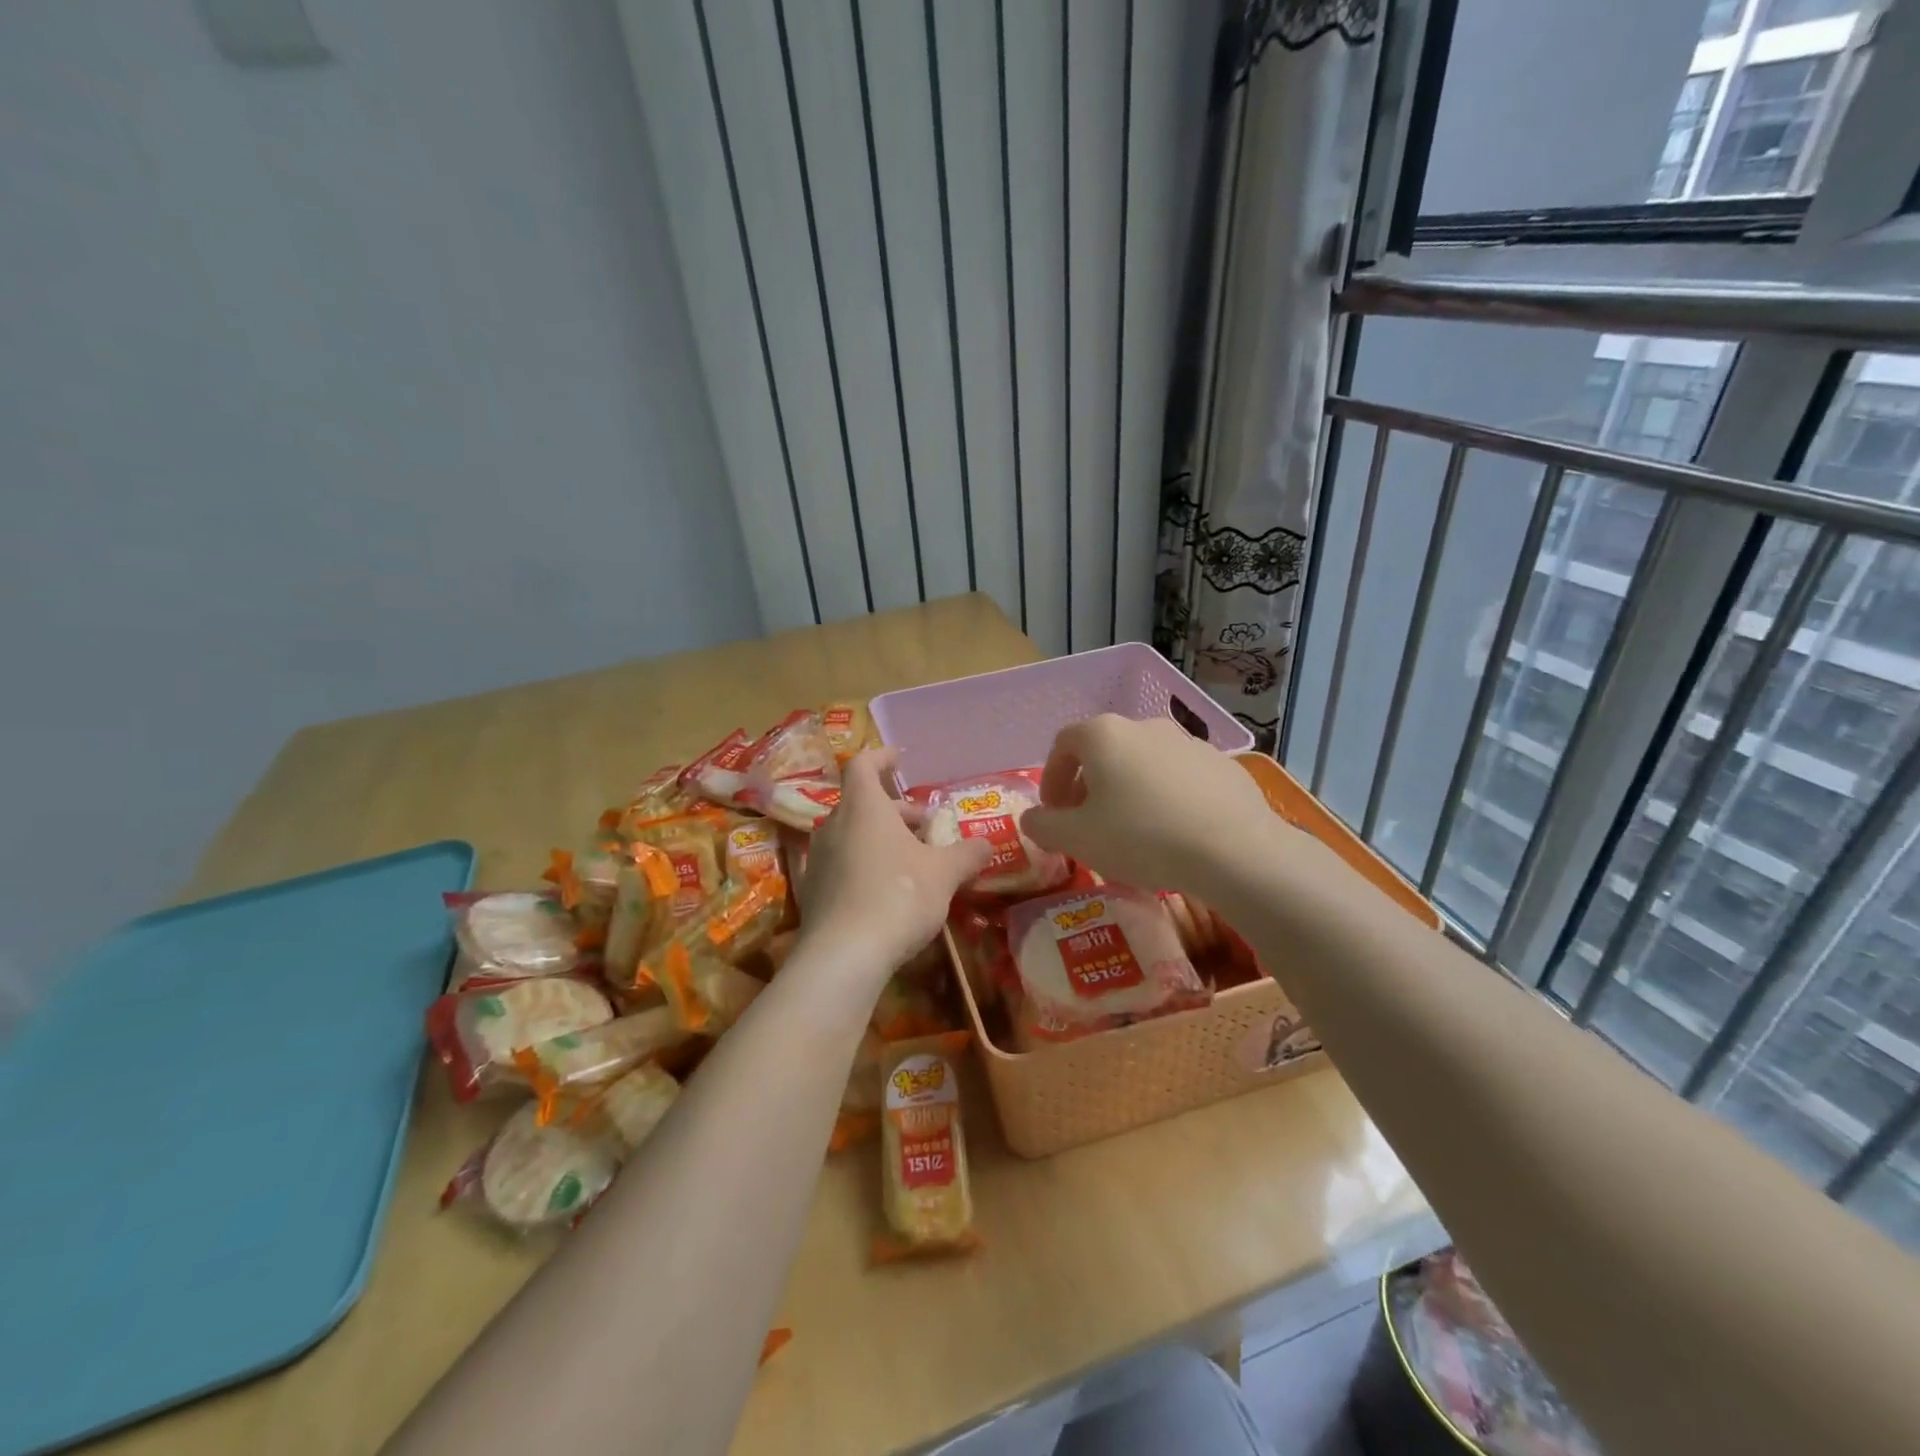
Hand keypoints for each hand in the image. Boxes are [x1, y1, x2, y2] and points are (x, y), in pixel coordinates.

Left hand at [795, 747, 993, 978]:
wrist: (843, 956)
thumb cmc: (898, 896)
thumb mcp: (944, 874)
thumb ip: (966, 855)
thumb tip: (987, 844)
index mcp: (864, 808)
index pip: (863, 765)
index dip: (881, 758)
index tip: (899, 759)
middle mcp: (834, 825)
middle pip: (863, 804)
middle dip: (896, 811)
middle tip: (926, 826)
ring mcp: (819, 859)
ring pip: (853, 835)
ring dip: (882, 839)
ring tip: (913, 859)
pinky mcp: (813, 892)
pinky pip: (843, 864)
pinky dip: (866, 864)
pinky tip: (888, 890)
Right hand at [1020, 715, 1284, 894]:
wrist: (1235, 849)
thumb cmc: (1141, 837)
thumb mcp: (1077, 839)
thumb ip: (1043, 825)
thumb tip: (1032, 819)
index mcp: (1103, 735)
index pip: (1063, 744)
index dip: (1051, 777)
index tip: (1054, 811)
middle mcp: (1144, 726)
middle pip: (1103, 750)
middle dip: (1088, 784)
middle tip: (1087, 823)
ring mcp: (1187, 741)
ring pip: (1143, 762)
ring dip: (1128, 789)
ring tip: (1132, 830)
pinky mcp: (1221, 763)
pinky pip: (1179, 776)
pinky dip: (1166, 796)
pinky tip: (1174, 831)